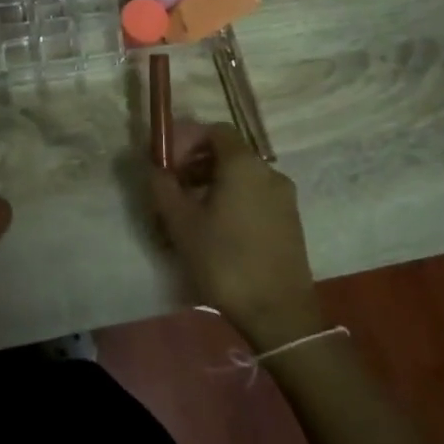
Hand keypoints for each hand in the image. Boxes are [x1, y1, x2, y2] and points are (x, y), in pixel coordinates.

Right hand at [149, 124, 325, 351]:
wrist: (277, 312)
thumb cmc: (224, 261)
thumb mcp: (181, 223)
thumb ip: (162, 187)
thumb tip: (153, 167)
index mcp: (244, 165)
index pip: (215, 131)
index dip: (188, 140)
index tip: (168, 162)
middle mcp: (269, 172)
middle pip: (229, 153)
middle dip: (197, 163)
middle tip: (173, 187)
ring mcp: (284, 198)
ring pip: (242, 177)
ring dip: (213, 183)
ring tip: (190, 212)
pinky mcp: (290, 221)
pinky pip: (256, 196)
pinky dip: (233, 200)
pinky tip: (216, 230)